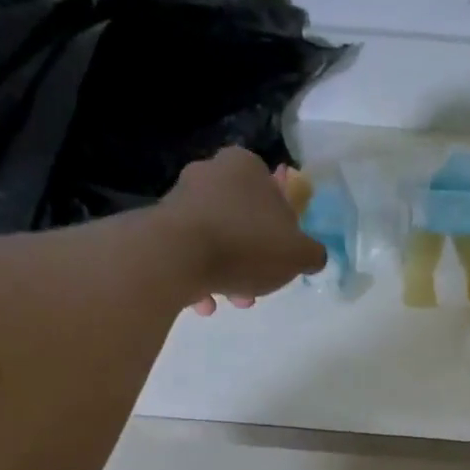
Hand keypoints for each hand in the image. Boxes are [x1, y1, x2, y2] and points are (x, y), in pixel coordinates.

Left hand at [160, 147, 325, 315]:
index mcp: (245, 166)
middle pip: (243, 220)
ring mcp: (179, 198)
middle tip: (258, 286)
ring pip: (216, 239)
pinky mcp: (157, 225)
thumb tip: (312, 256)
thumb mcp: (298, 254)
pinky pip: (188, 253)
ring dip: (228, 272)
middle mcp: (210, 172)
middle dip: (252, 258)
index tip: (281, 258)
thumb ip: (312, 253)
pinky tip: (204, 303)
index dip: (282, 230)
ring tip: (231, 301)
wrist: (176, 256)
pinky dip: (199, 277)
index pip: (273, 193)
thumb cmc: (246, 245)